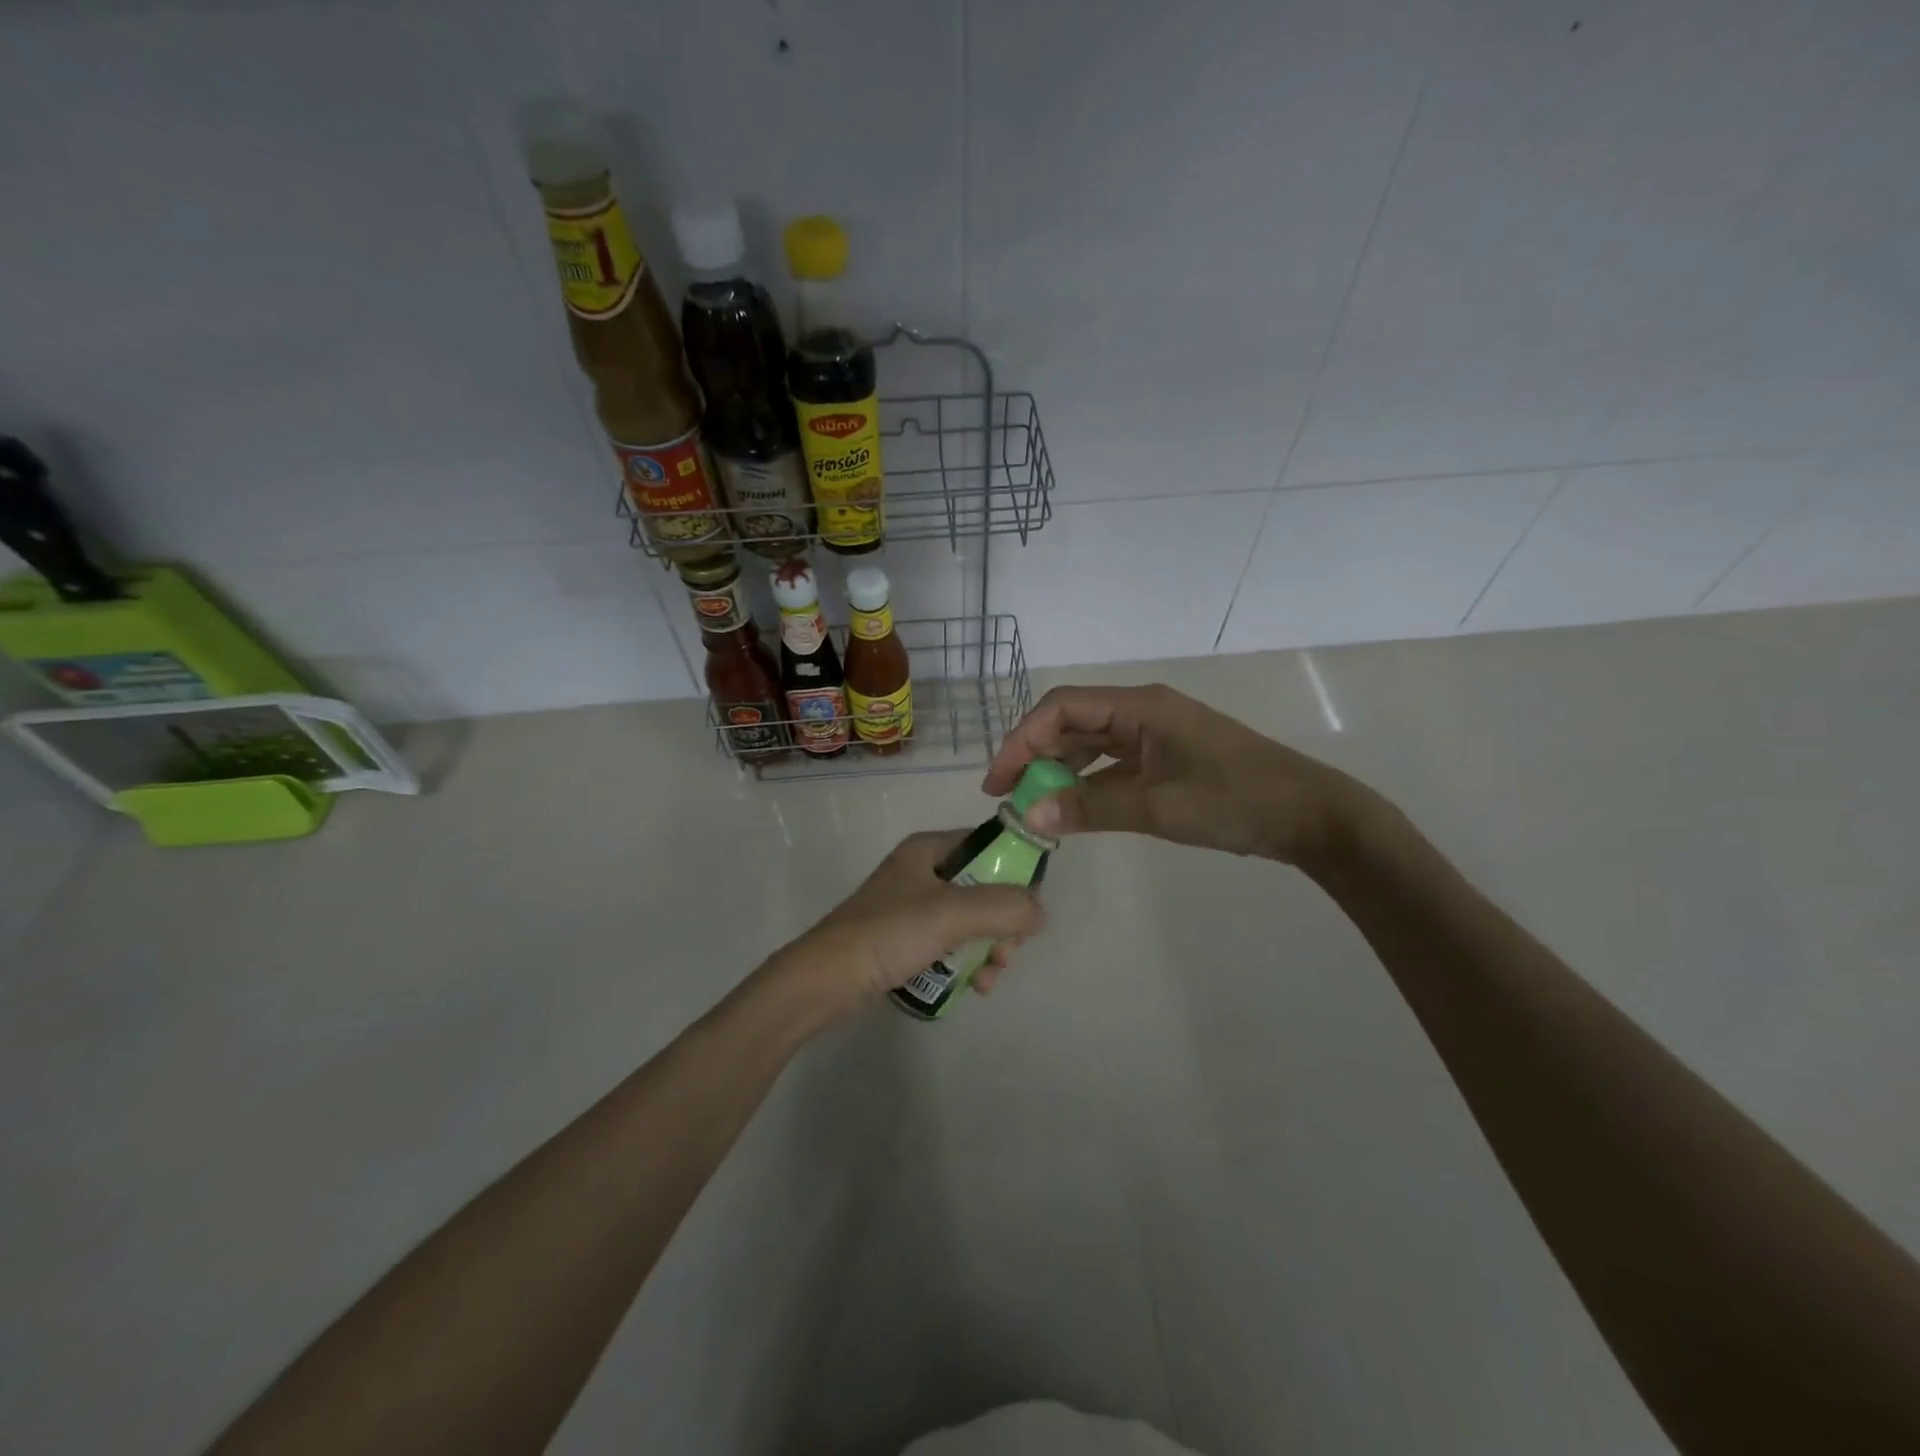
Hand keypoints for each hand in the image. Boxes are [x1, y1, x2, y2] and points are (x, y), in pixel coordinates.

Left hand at [767, 830, 1045, 1025]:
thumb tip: (1040, 912)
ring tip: (988, 979)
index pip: (988, 845)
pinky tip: (972, 987)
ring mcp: (912, 907)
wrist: (825, 980)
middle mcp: (922, 871)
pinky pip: (950, 944)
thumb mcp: (952, 913)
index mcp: (929, 849)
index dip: (1015, 872)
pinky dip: (965, 963)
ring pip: (970, 921)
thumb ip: (1004, 907)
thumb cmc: (889, 933)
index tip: (1028, 909)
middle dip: (1002, 924)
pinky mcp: (904, 939)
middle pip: (984, 888)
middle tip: (1005, 954)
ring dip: (988, 949)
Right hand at [983, 683, 1359, 865]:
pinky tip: (1072, 807)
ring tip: (1032, 805)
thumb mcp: (1157, 806)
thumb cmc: (1235, 799)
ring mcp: (1155, 735)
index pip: (1061, 708)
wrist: (1308, 815)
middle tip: (1008, 797)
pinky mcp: (1166, 759)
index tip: (999, 782)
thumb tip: (1028, 814)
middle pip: (1071, 723)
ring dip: (1059, 770)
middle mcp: (1142, 712)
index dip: (1022, 739)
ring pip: (1090, 744)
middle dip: (1035, 755)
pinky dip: (1087, 782)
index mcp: (1139, 706)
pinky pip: (1112, 764)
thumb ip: (1090, 807)